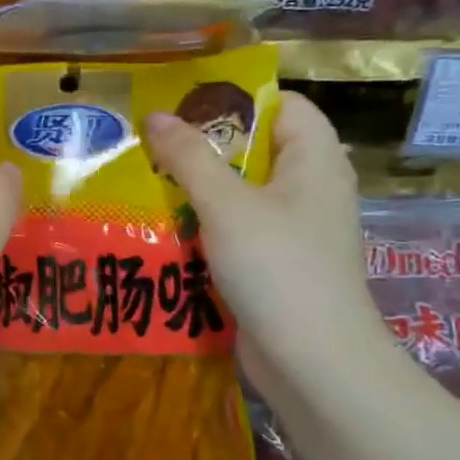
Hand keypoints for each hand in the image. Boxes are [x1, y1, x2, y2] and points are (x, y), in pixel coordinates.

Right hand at [144, 92, 388, 395]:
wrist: (312, 360)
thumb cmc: (277, 267)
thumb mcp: (226, 204)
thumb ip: (189, 157)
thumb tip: (154, 115)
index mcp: (314, 160)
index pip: (281, 105)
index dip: (234, 99)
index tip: (179, 104)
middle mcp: (309, 188)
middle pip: (254, 149)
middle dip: (202, 147)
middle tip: (149, 144)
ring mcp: (293, 230)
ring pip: (240, 193)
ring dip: (196, 190)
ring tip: (145, 183)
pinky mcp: (275, 264)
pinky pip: (236, 230)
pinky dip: (203, 227)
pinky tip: (164, 230)